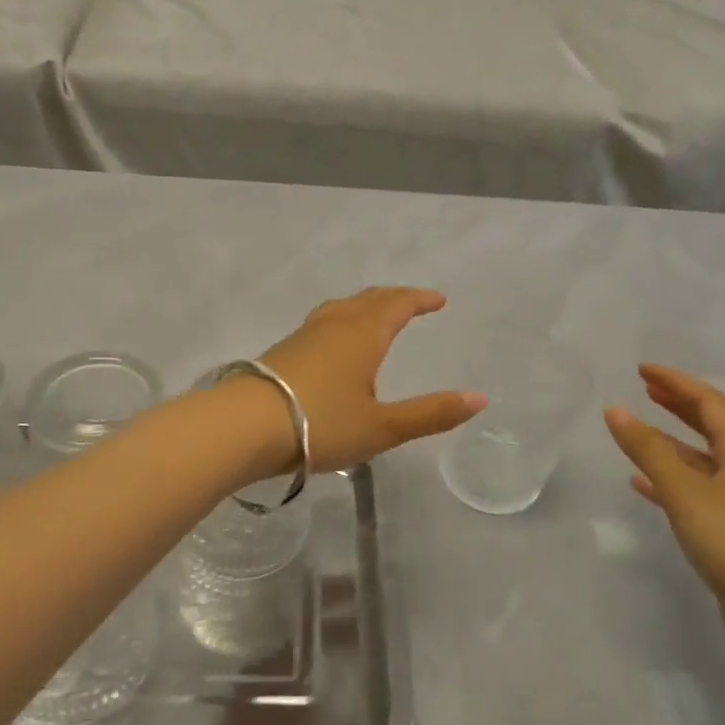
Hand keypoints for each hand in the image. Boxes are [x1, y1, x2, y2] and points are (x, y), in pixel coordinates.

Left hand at [257, 287, 485, 471]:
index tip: (437, 299)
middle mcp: (335, 325)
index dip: (419, 299)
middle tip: (411, 301)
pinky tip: (331, 341)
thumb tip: (479, 398)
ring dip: (364, 304)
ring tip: (373, 312)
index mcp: (363, 335)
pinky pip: (322, 322)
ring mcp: (304, 335)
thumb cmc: (320, 423)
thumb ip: (431, 413)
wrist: (244, 425)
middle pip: (369, 299)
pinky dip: (341, 319)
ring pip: (341, 307)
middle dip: (394, 297)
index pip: (397, 305)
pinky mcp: (282, 350)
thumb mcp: (382, 426)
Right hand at [605, 365, 724, 676]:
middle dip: (678, 405)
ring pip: (701, 460)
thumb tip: (615, 409)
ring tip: (637, 432)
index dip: (676, 382)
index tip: (642, 370)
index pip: (709, 403)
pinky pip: (695, 491)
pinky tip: (641, 484)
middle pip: (710, 426)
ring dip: (670, 442)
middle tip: (645, 389)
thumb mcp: (685, 492)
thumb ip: (648, 450)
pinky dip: (668, 479)